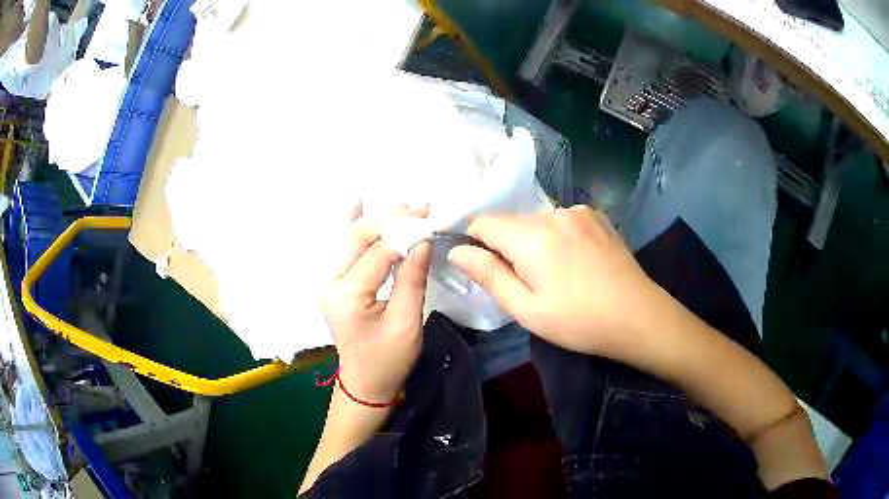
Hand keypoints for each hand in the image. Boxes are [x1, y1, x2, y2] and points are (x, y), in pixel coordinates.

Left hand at [321, 204, 431, 404]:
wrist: (365, 382)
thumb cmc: (388, 359)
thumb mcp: (407, 323)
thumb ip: (412, 278)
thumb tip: (422, 239)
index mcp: (347, 295)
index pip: (377, 252)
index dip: (405, 232)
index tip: (431, 218)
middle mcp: (330, 281)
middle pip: (357, 237)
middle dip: (390, 218)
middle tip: (421, 207)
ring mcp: (327, 280)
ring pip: (349, 237)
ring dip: (377, 219)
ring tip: (406, 207)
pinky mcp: (332, 281)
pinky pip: (341, 247)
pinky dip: (351, 224)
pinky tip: (358, 203)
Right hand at [448, 206, 663, 360]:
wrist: (638, 316)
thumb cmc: (578, 321)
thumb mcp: (526, 309)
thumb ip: (488, 275)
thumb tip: (456, 251)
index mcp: (531, 237)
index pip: (483, 221)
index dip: (475, 241)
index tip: (484, 268)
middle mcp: (553, 213)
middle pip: (510, 221)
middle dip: (506, 245)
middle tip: (524, 281)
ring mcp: (578, 211)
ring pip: (536, 220)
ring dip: (532, 240)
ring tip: (554, 273)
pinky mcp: (596, 216)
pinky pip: (561, 219)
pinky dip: (556, 235)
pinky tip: (574, 260)